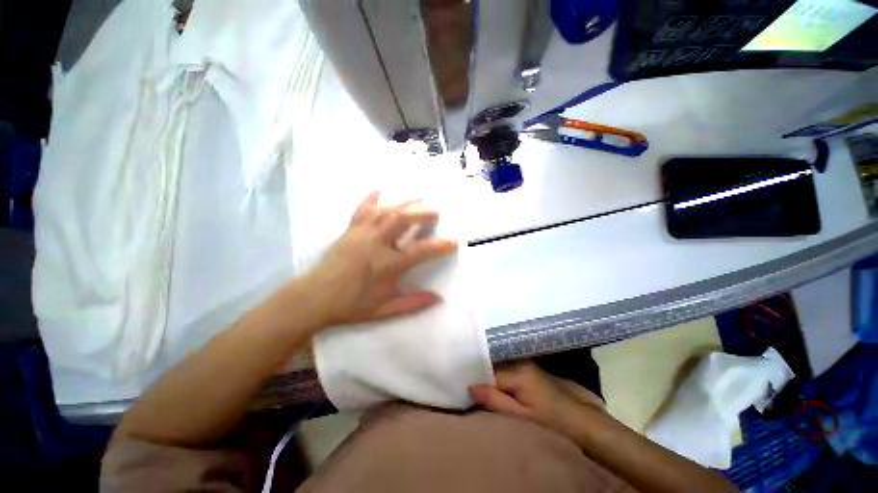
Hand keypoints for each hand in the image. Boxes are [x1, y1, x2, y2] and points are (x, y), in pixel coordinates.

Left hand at [305, 191, 457, 326]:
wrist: (312, 299)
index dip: (440, 245)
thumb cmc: (350, 306)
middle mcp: (376, 244)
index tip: (455, 241)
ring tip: (418, 196)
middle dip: (422, 212)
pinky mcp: (349, 230)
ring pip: (386, 211)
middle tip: (435, 209)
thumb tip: (439, 298)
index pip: (420, 251)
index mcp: (387, 265)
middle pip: (403, 220)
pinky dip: (371, 199)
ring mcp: (361, 234)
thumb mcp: (384, 310)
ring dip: (404, 202)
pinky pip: (361, 210)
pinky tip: (378, 189)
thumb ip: (413, 303)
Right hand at [468, 362, 604, 438]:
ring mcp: (525, 364)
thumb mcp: (521, 417)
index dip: (475, 381)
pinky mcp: (529, 369)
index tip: (465, 392)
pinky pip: (507, 370)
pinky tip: (497, 388)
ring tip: (482, 390)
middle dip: (481, 378)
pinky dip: (500, 378)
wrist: (581, 421)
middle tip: (471, 392)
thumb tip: (470, 386)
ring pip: (499, 368)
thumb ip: (495, 400)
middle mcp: (519, 361)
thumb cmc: (551, 422)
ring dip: (490, 378)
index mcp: (517, 371)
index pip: (486, 371)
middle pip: (492, 367)